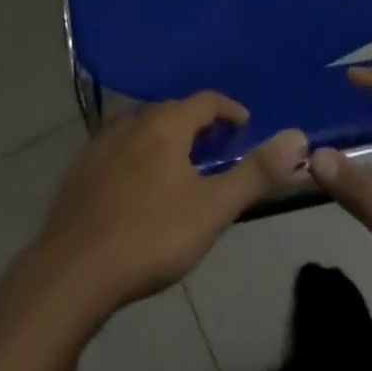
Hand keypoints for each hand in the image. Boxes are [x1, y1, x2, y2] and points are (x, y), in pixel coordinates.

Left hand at [31, 93, 309, 315]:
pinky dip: (136, 153)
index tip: (245, 127)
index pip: (207, 100)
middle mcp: (135, 118)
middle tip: (216, 150)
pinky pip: (118, 146)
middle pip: (174, 111)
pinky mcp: (81, 166)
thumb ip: (256, 173)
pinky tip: (136, 183)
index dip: (230, 111)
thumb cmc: (151, 235)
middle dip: (198, 125)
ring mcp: (103, 140)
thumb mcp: (213, 209)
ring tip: (179, 165)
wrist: (73, 270)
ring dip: (165, 137)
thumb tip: (298, 136)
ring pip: (143, 126)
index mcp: (168, 122)